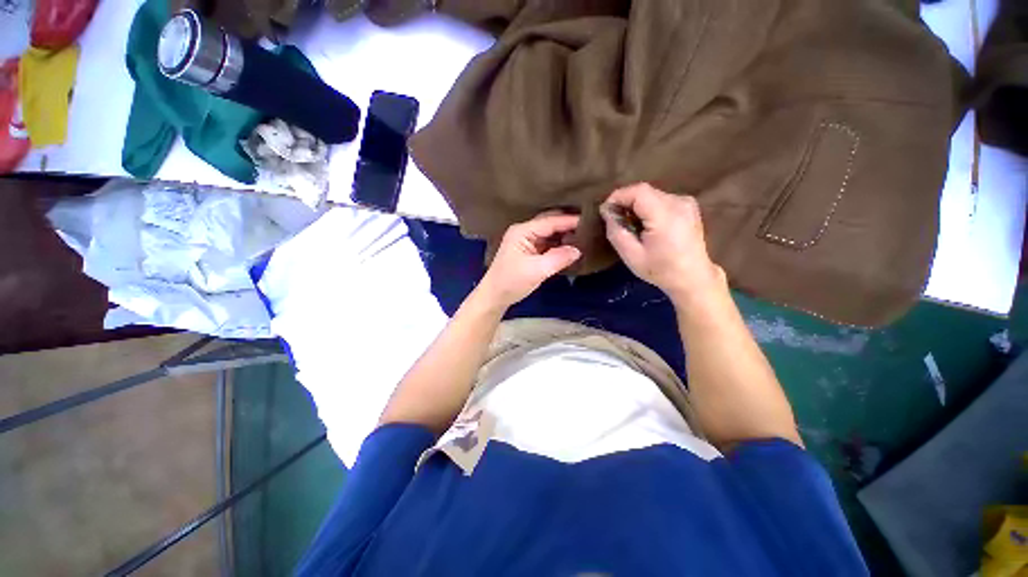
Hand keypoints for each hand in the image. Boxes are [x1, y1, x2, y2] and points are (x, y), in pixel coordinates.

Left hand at [476, 213, 581, 308]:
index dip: (570, 221)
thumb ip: (558, 258)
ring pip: (550, 233)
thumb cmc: (511, 282)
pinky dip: (559, 244)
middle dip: (568, 225)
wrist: (495, 296)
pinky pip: (548, 243)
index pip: (550, 221)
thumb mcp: (537, 271)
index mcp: (523, 231)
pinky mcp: (529, 251)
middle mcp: (525, 232)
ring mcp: (527, 241)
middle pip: (550, 223)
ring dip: (565, 235)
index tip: (590, 220)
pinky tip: (572, 247)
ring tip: (585, 236)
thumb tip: (578, 250)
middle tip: (590, 226)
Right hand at [601, 183, 724, 305]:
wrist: (693, 277)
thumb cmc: (660, 270)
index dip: (618, 196)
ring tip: (629, 224)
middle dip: (625, 202)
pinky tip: (645, 224)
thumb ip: (616, 232)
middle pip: (644, 191)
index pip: (638, 191)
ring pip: (651, 194)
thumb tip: (607, 212)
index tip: (605, 211)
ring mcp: (686, 202)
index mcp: (666, 216)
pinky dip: (647, 207)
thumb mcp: (631, 256)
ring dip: (636, 205)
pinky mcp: (688, 205)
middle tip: (615, 220)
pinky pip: (660, 199)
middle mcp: (679, 203)